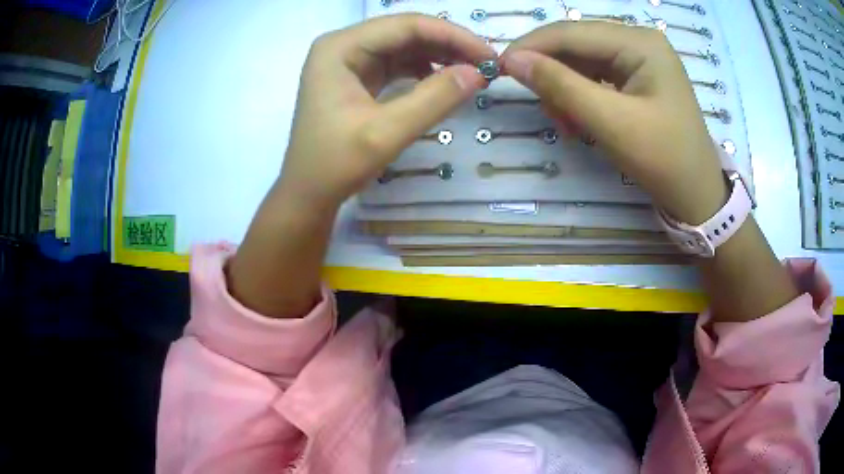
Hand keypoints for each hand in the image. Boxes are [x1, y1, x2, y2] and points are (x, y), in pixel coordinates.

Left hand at [229, 15, 494, 317]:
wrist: (308, 194)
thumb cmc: (335, 165)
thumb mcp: (386, 133)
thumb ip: (434, 99)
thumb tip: (478, 74)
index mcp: (340, 48)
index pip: (406, 26)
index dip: (453, 36)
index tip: (489, 57)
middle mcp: (343, 46)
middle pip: (405, 32)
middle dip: (449, 45)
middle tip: (486, 66)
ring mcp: (349, 61)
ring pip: (404, 47)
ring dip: (439, 56)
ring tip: (471, 74)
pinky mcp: (356, 78)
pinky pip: (397, 64)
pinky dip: (423, 71)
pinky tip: (443, 82)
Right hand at [501, 22, 726, 224]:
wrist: (697, 195)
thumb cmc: (664, 159)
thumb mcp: (611, 123)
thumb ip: (561, 86)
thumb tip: (513, 60)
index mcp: (640, 43)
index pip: (573, 32)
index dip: (532, 46)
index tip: (499, 68)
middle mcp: (639, 42)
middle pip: (577, 44)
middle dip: (553, 73)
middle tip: (542, 108)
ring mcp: (640, 60)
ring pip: (583, 62)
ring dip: (565, 89)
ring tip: (564, 123)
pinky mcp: (637, 78)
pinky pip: (596, 78)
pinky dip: (580, 97)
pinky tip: (577, 119)